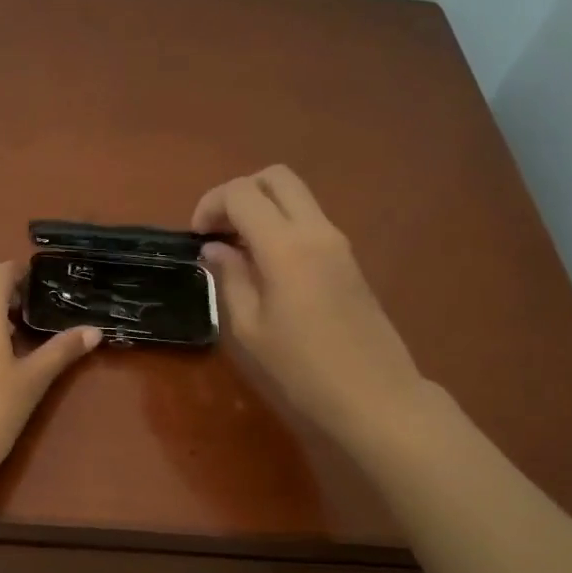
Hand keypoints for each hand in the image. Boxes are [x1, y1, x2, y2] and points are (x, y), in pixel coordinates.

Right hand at [193, 165, 426, 448]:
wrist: (374, 395)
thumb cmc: (302, 369)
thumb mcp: (250, 328)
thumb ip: (230, 278)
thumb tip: (215, 249)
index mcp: (286, 246)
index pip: (242, 193)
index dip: (211, 204)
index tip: (197, 238)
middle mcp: (316, 231)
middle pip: (275, 177)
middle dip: (239, 193)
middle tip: (218, 231)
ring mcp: (338, 242)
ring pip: (296, 196)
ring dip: (262, 208)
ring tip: (237, 250)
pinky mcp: (348, 259)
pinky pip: (309, 220)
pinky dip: (281, 225)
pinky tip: (265, 265)